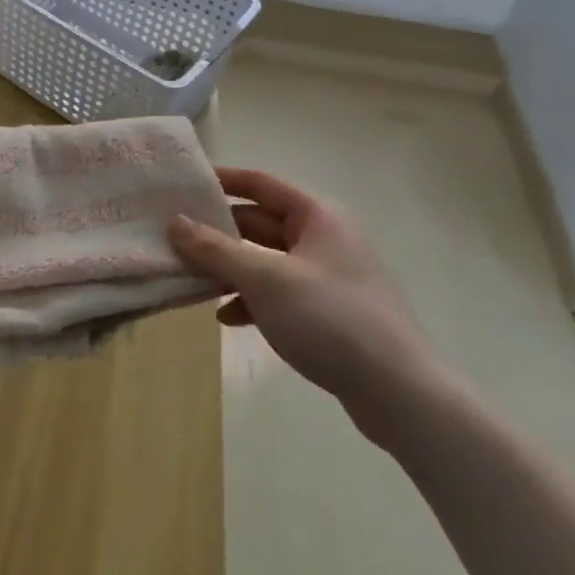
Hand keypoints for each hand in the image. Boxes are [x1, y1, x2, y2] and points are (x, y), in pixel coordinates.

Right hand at [167, 168, 443, 445]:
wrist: (400, 394)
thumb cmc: (330, 319)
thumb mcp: (264, 278)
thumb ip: (215, 249)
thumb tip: (174, 223)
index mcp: (317, 216)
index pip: (261, 184)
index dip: (223, 180)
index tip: (184, 184)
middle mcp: (324, 238)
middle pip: (260, 223)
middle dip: (218, 232)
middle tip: (175, 237)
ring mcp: (328, 277)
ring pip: (266, 260)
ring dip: (230, 269)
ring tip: (191, 279)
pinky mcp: (328, 313)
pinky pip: (278, 293)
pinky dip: (251, 299)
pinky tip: (227, 318)